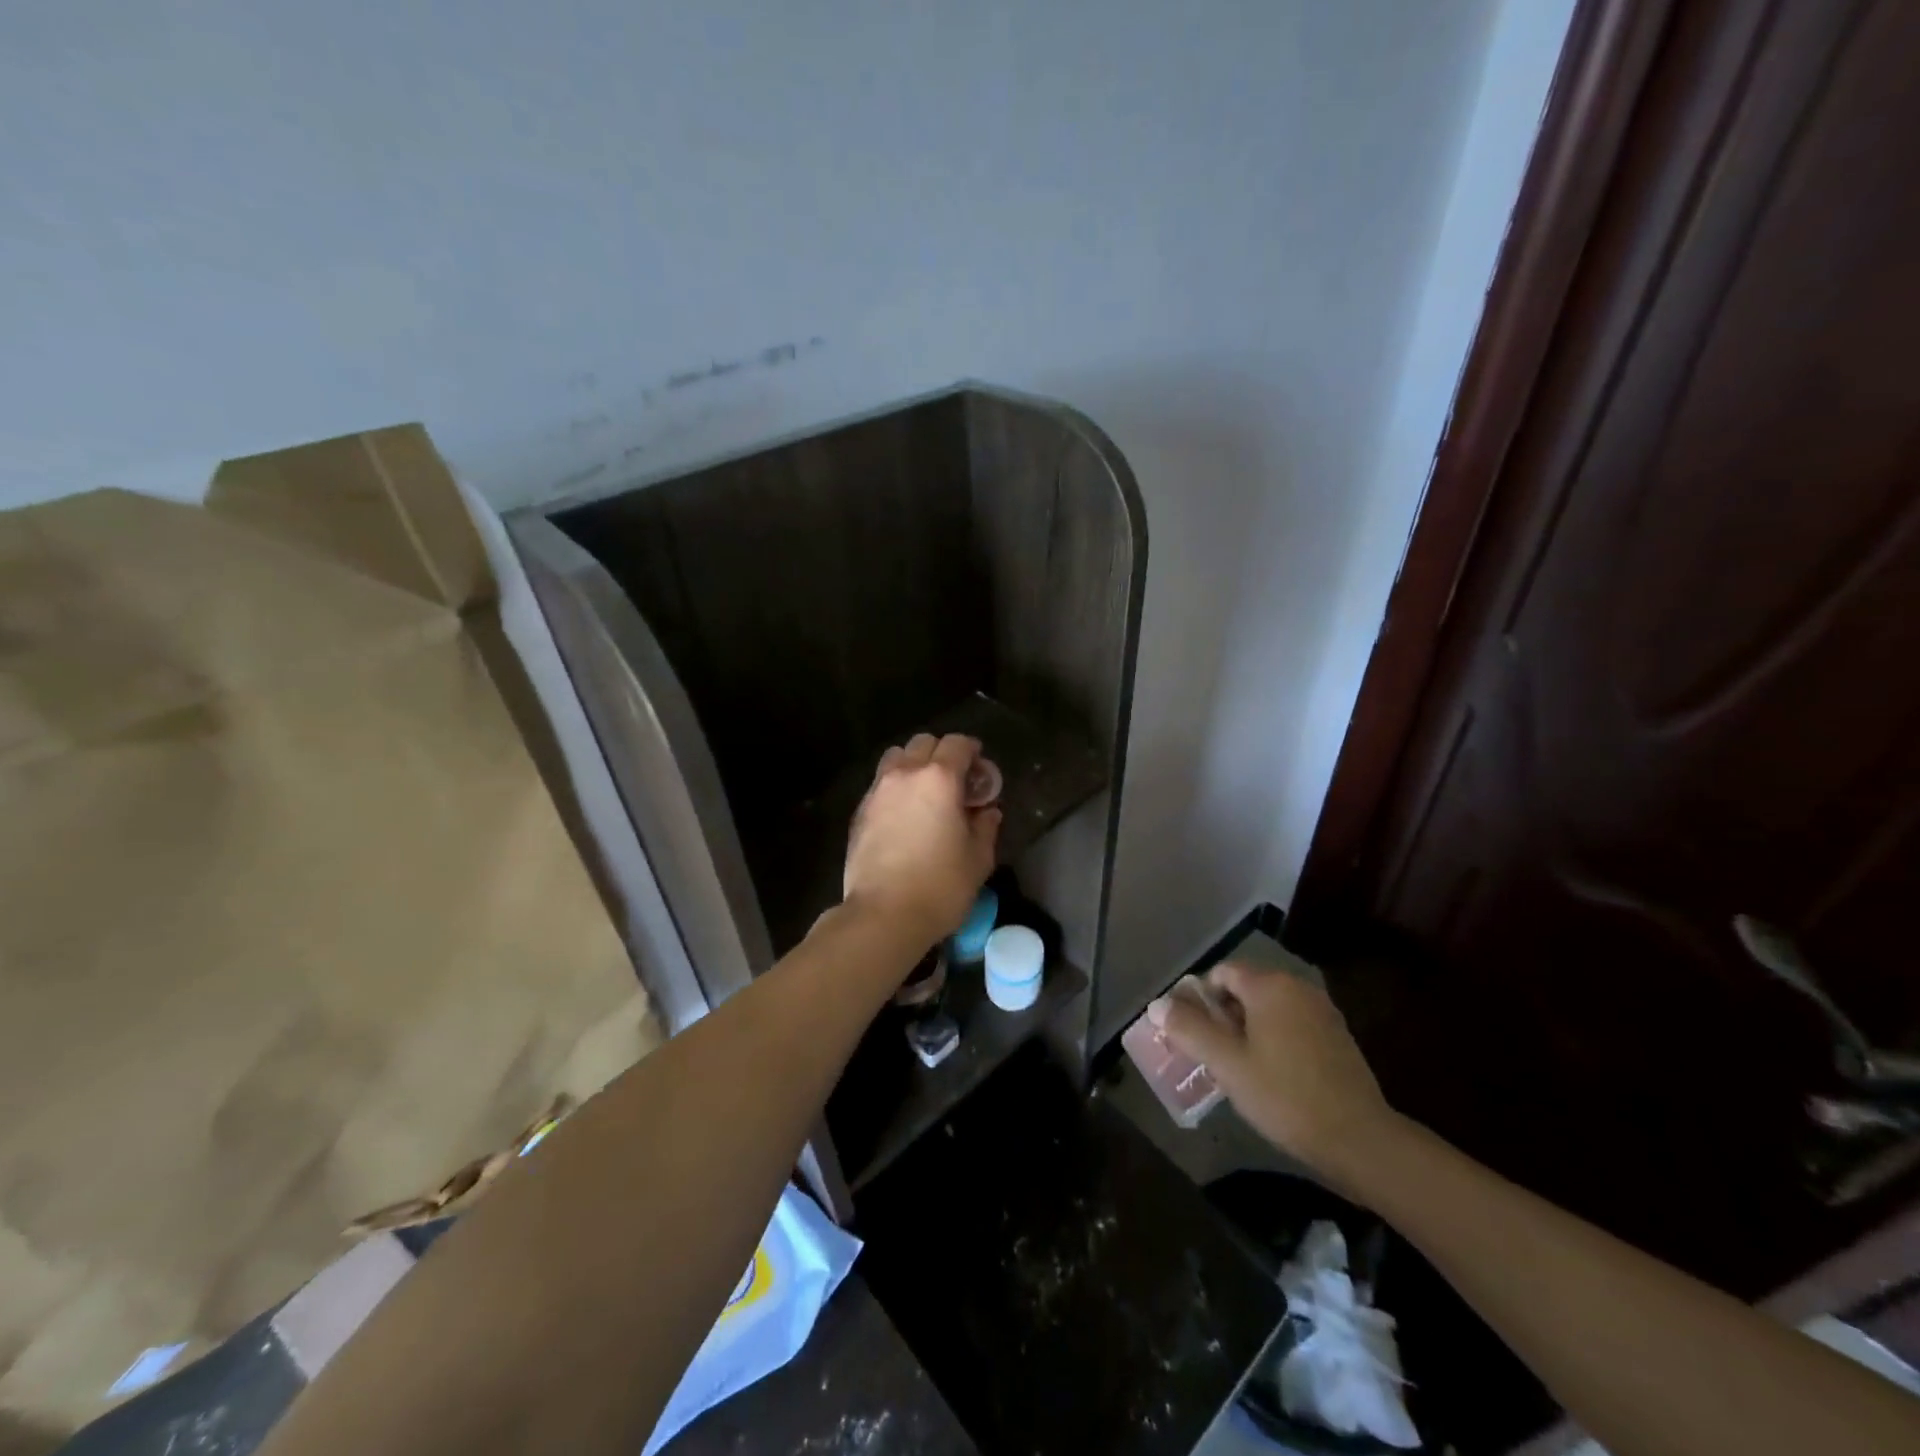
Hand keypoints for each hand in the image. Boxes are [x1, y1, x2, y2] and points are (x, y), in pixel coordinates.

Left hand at [843, 733, 1001, 943]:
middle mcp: (905, 775)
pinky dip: (895, 787)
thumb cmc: (940, 886)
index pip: (957, 744)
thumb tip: (987, 812)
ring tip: (925, 793)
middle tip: (955, 781)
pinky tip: (904, 816)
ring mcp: (877, 791)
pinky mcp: (859, 812)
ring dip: (914, 765)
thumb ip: (985, 826)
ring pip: (896, 758)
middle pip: (923, 743)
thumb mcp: (978, 858)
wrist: (883, 915)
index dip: (972, 751)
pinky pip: (880, 784)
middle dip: (942, 753)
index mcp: (939, 778)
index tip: (980, 770)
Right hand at [1150, 959, 1397, 1188]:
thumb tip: (1157, 1005)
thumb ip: (1189, 1029)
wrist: (1360, 1141)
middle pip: (1245, 988)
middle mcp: (1298, 988)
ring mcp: (1322, 1012)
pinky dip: (1275, 1041)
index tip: (1193, 1034)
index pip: (1221, 973)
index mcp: (1270, 985)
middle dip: (1223, 1016)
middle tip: (1212, 1054)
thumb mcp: (1227, 1064)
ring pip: (1269, 1009)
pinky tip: (1272, 1077)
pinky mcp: (1337, 1038)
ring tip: (1238, 1068)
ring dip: (1248, 1030)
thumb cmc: (1285, 1096)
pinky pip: (1292, 1026)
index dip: (1200, 998)